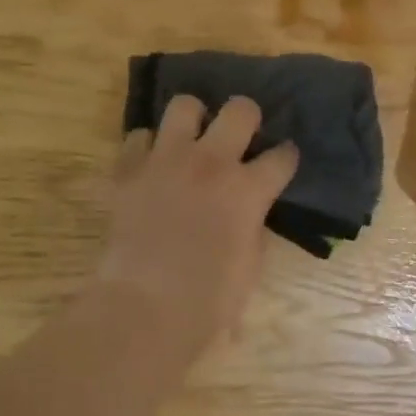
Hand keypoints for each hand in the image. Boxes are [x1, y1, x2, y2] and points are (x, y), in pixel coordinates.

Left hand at [96, 95, 298, 354]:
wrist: (143, 309)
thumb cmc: (207, 301)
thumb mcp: (251, 266)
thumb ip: (253, 226)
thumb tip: (248, 211)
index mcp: (248, 189)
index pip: (282, 155)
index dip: (285, 157)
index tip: (282, 161)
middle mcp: (212, 162)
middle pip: (240, 109)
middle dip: (246, 117)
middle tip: (239, 136)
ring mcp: (167, 160)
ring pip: (184, 105)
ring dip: (193, 119)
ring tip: (191, 139)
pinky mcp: (129, 169)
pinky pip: (139, 137)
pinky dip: (147, 147)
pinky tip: (152, 164)